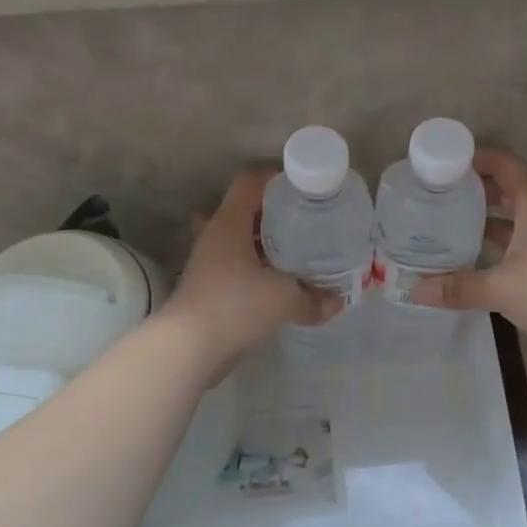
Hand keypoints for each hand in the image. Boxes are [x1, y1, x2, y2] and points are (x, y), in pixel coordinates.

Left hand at [163, 169, 339, 372]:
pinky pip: (235, 268)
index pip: (249, 182)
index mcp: (229, 223)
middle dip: (272, 214)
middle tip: (303, 222)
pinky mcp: (207, 288)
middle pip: (243, 210)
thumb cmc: (235, 306)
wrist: (188, 349)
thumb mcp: (283, 299)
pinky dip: (255, 271)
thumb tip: (337, 302)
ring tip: (295, 253)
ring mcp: (207, 263)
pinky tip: (277, 285)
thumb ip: (313, 298)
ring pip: (237, 241)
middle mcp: (214, 236)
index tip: (303, 188)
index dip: (275, 178)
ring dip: (262, 244)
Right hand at [409, 149, 526, 359]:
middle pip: (507, 188)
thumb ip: (458, 287)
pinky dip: (497, 242)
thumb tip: (414, 291)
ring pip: (513, 217)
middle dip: (474, 189)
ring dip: (485, 217)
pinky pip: (519, 240)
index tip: (443, 165)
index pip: (503, 163)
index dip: (474, 158)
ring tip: (449, 224)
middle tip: (438, 196)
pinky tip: (475, 258)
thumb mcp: (501, 288)